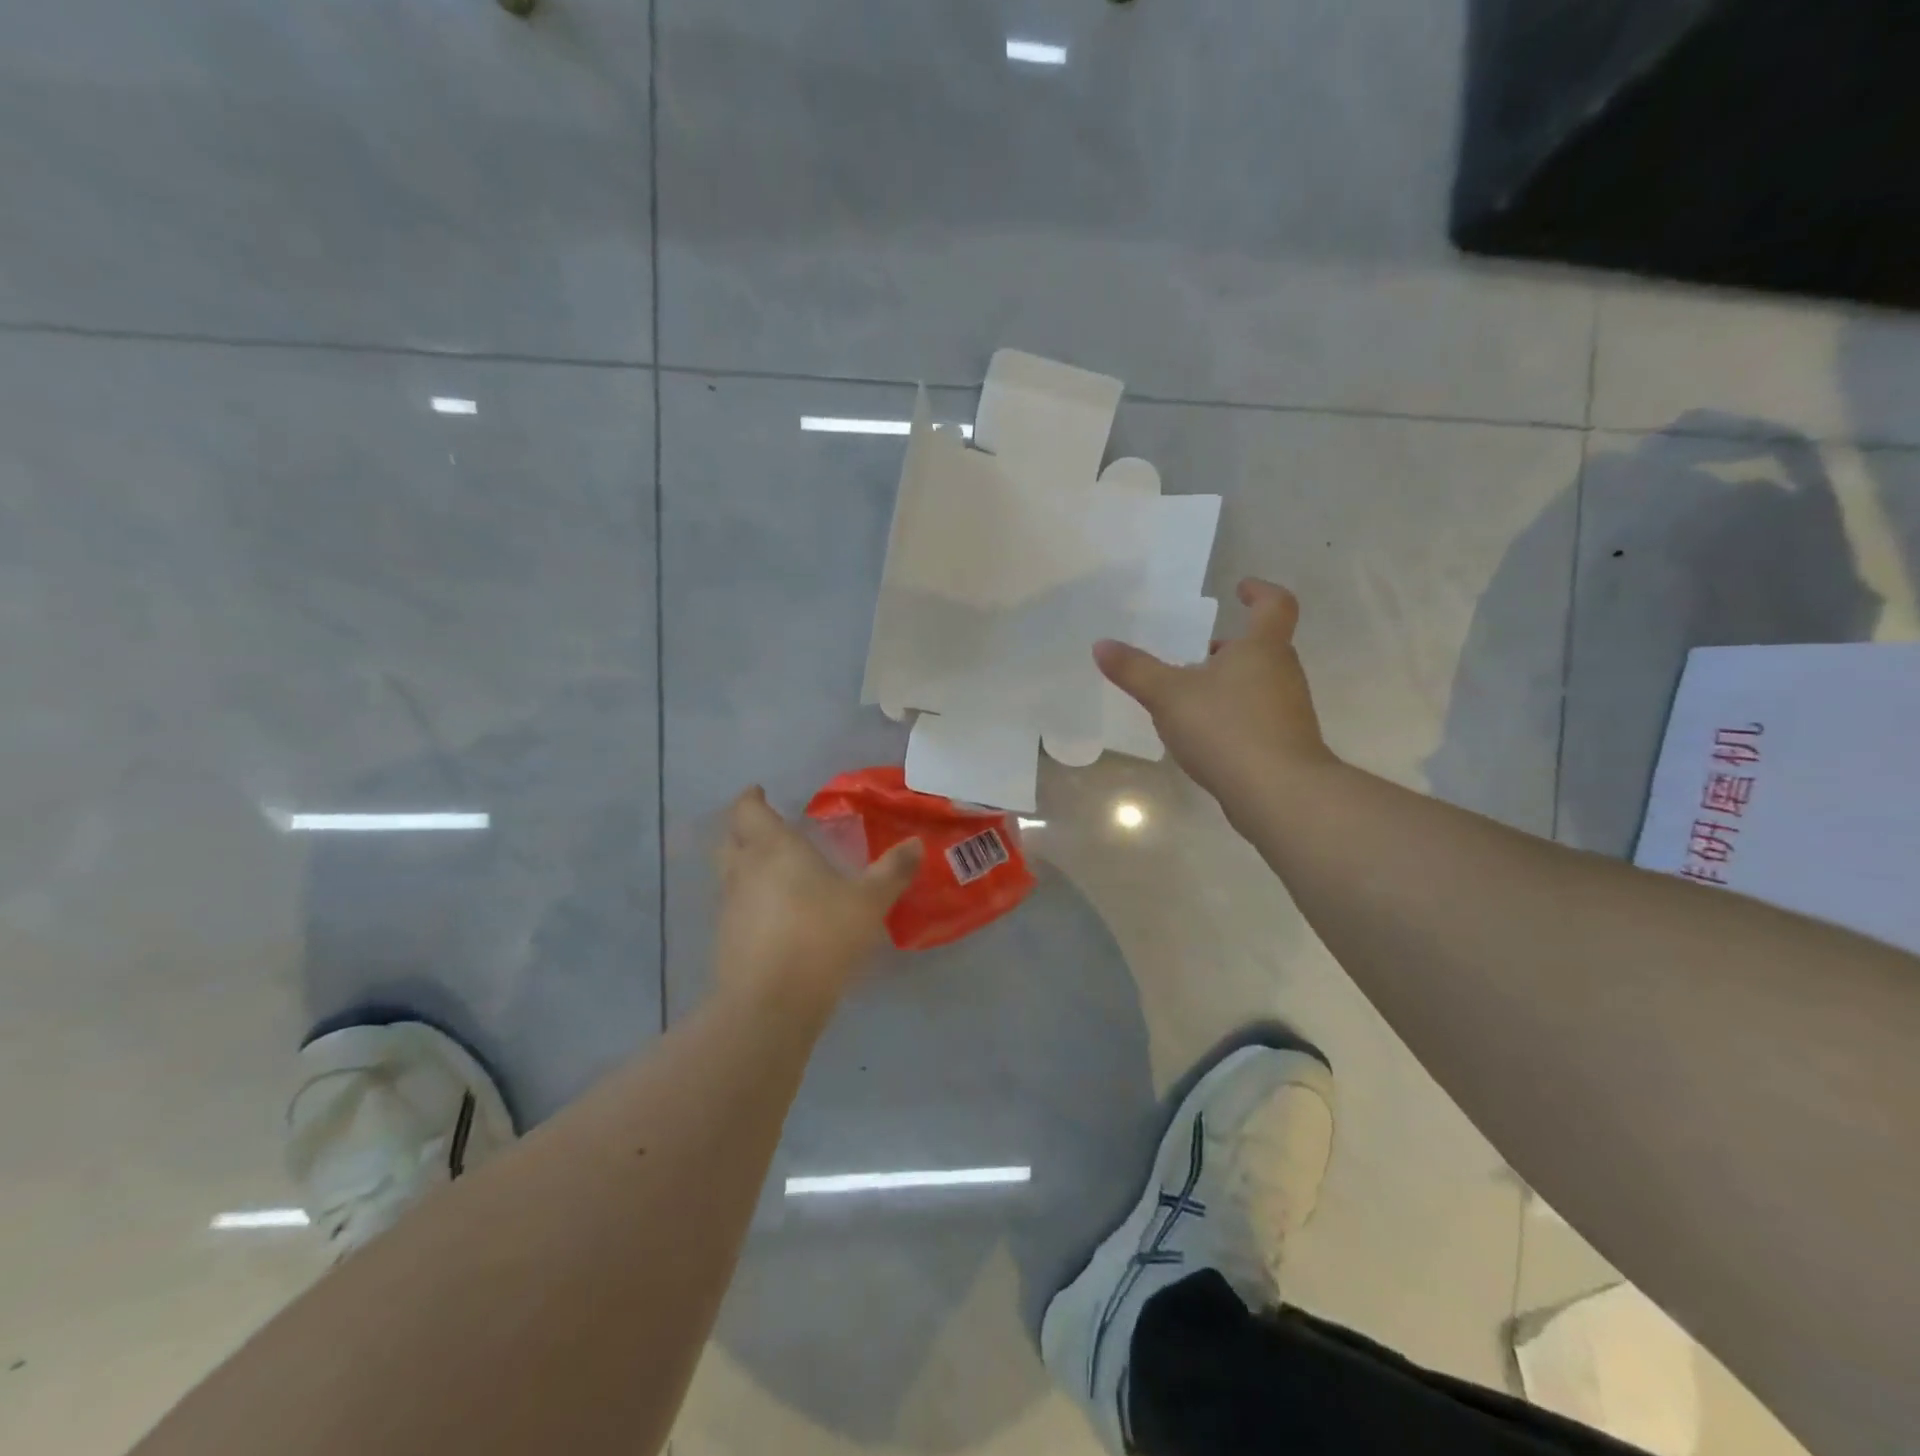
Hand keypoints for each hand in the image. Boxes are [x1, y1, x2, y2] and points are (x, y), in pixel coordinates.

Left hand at [713, 787, 922, 1013]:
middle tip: (765, 829)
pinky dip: (747, 902)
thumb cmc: (820, 937)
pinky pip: (733, 908)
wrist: (770, 1004)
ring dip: (743, 866)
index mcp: (774, 849)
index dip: (751, 798)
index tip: (759, 792)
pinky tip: (772, 916)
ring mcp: (729, 908)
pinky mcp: (725, 942)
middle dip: (742, 829)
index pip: (748, 810)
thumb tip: (915, 844)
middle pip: (729, 838)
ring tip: (773, 872)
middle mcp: (744, 871)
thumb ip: (892, 871)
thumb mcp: (869, 903)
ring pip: (728, 875)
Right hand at [1094, 579, 1336, 814]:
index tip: (1240, 588)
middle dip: (1228, 648)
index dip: (1260, 592)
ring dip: (1228, 683)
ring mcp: (1288, 710)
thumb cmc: (1227, 728)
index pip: (1274, 605)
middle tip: (1194, 652)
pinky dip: (1232, 715)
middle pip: (1261, 647)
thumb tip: (1101, 645)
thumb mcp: (1169, 696)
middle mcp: (1282, 672)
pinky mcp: (1286, 743)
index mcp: (1262, 648)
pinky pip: (1257, 716)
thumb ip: (1135, 670)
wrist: (1279, 793)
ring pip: (1257, 683)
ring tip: (1189, 697)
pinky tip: (1204, 736)